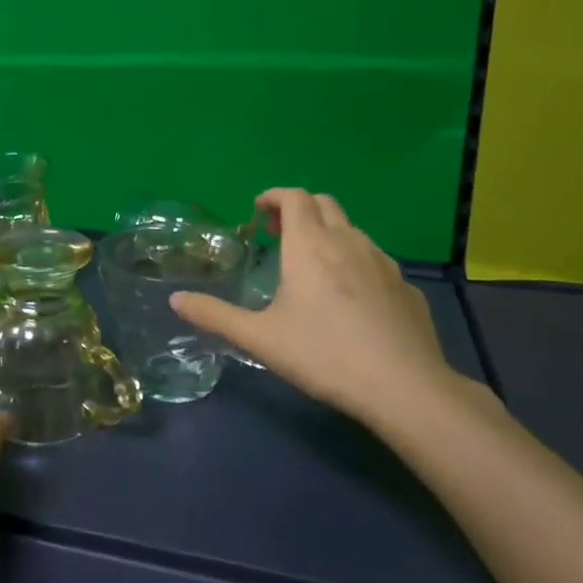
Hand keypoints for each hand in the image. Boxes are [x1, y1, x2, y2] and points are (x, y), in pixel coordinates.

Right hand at [171, 188, 467, 432]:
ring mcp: (383, 263)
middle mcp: (348, 242)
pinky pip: (375, 260)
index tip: (258, 212)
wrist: (403, 386)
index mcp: (310, 246)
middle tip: (278, 235)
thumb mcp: (259, 339)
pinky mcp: (406, 287)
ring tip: (312, 265)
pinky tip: (350, 298)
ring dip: (328, 233)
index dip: (274, 196)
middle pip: (324, 204)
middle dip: (299, 209)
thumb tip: (175, 300)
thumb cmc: (323, 355)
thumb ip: (214, 315)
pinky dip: (354, 261)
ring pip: (352, 230)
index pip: (294, 197)